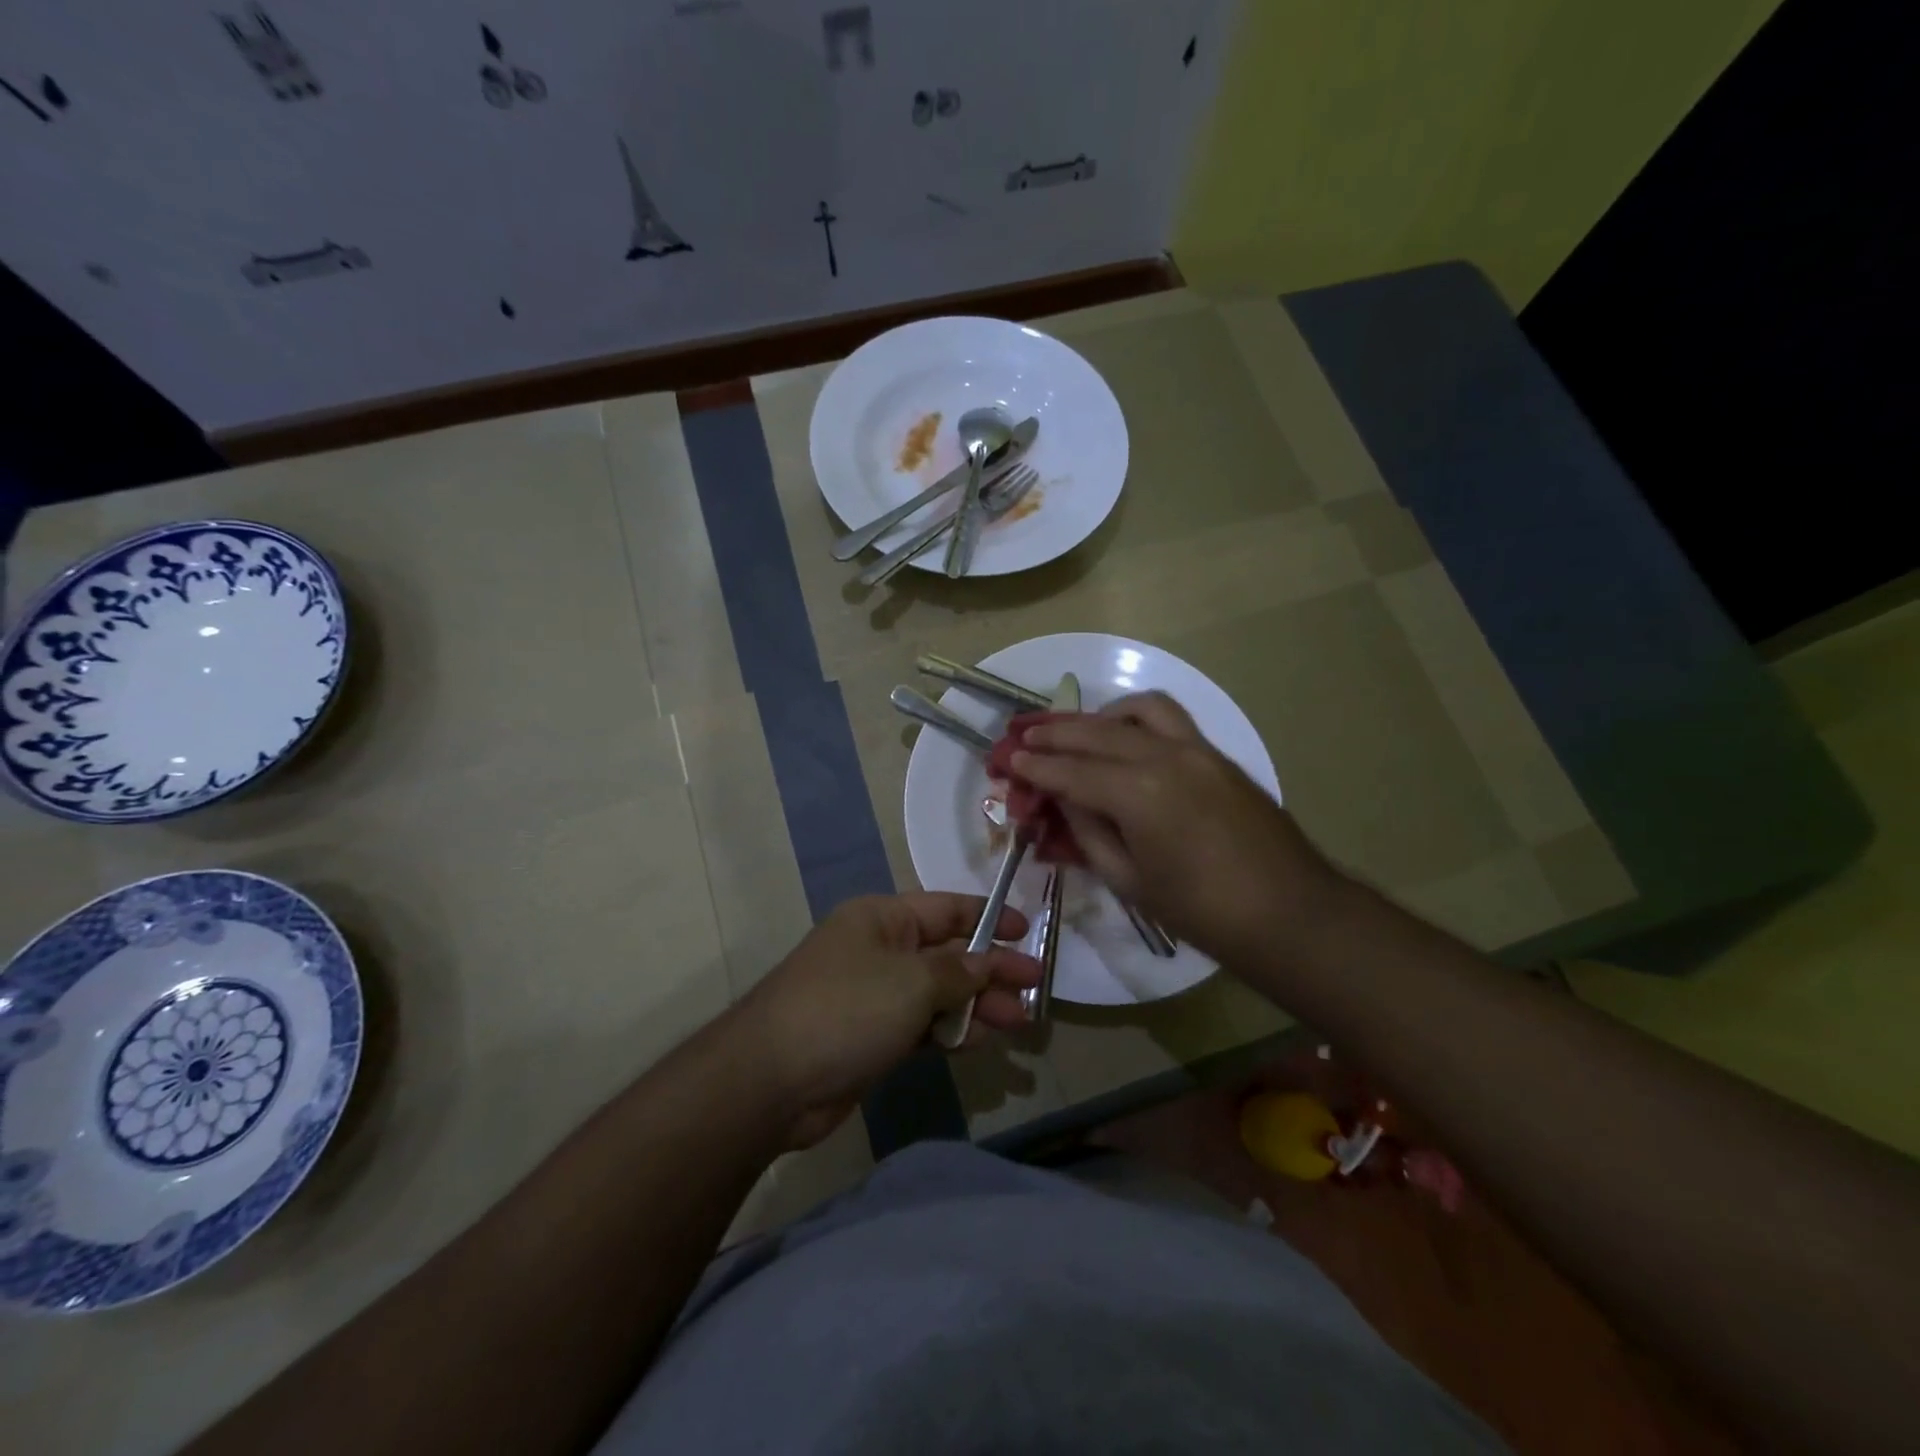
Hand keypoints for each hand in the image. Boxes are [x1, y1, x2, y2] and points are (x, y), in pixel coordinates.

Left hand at [732, 893, 1040, 1148]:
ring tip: (1019, 1021)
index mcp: (883, 918)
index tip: (1027, 931)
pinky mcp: (872, 1037)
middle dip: (990, 969)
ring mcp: (875, 995)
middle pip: (947, 953)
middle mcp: (880, 950)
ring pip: (938, 993)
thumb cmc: (847, 1009)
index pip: (947, 908)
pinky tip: (981, 1040)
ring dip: (977, 1004)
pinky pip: (922, 1025)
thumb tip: (988, 963)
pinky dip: (951, 1030)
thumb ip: (958, 972)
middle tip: (1034, 987)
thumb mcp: (911, 981)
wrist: (771, 1080)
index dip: (988, 917)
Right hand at [1010, 692, 1341, 963]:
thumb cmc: (1202, 912)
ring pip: (1137, 710)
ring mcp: (1197, 749)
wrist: (1290, 913)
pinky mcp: (1217, 754)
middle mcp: (1165, 756)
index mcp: (1139, 794)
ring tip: (1075, 731)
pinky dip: (1136, 718)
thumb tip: (1064, 801)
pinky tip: (1124, 736)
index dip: (1035, 766)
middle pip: (1096, 732)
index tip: (1008, 759)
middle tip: (1024, 736)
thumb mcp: (1129, 881)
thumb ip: (1089, 833)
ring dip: (1098, 716)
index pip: (1071, 771)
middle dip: (1054, 733)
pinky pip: (1169, 718)